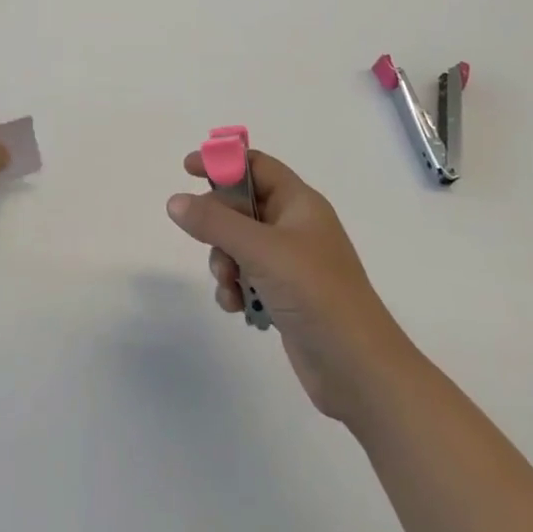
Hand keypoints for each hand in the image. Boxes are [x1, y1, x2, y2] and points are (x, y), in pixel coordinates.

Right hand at [168, 149, 411, 425]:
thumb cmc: (315, 292)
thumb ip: (214, 222)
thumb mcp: (261, 250)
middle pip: (241, 206)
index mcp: (299, 203)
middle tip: (208, 241)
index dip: (223, 163)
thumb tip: (175, 200)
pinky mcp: (285, 295)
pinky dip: (235, 287)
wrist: (358, 368)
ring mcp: (291, 263)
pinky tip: (236, 307)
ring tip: (229, 284)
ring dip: (224, 262)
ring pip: (239, 245)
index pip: (256, 166)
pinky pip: (247, 277)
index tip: (188, 169)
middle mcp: (295, 227)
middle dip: (218, 225)